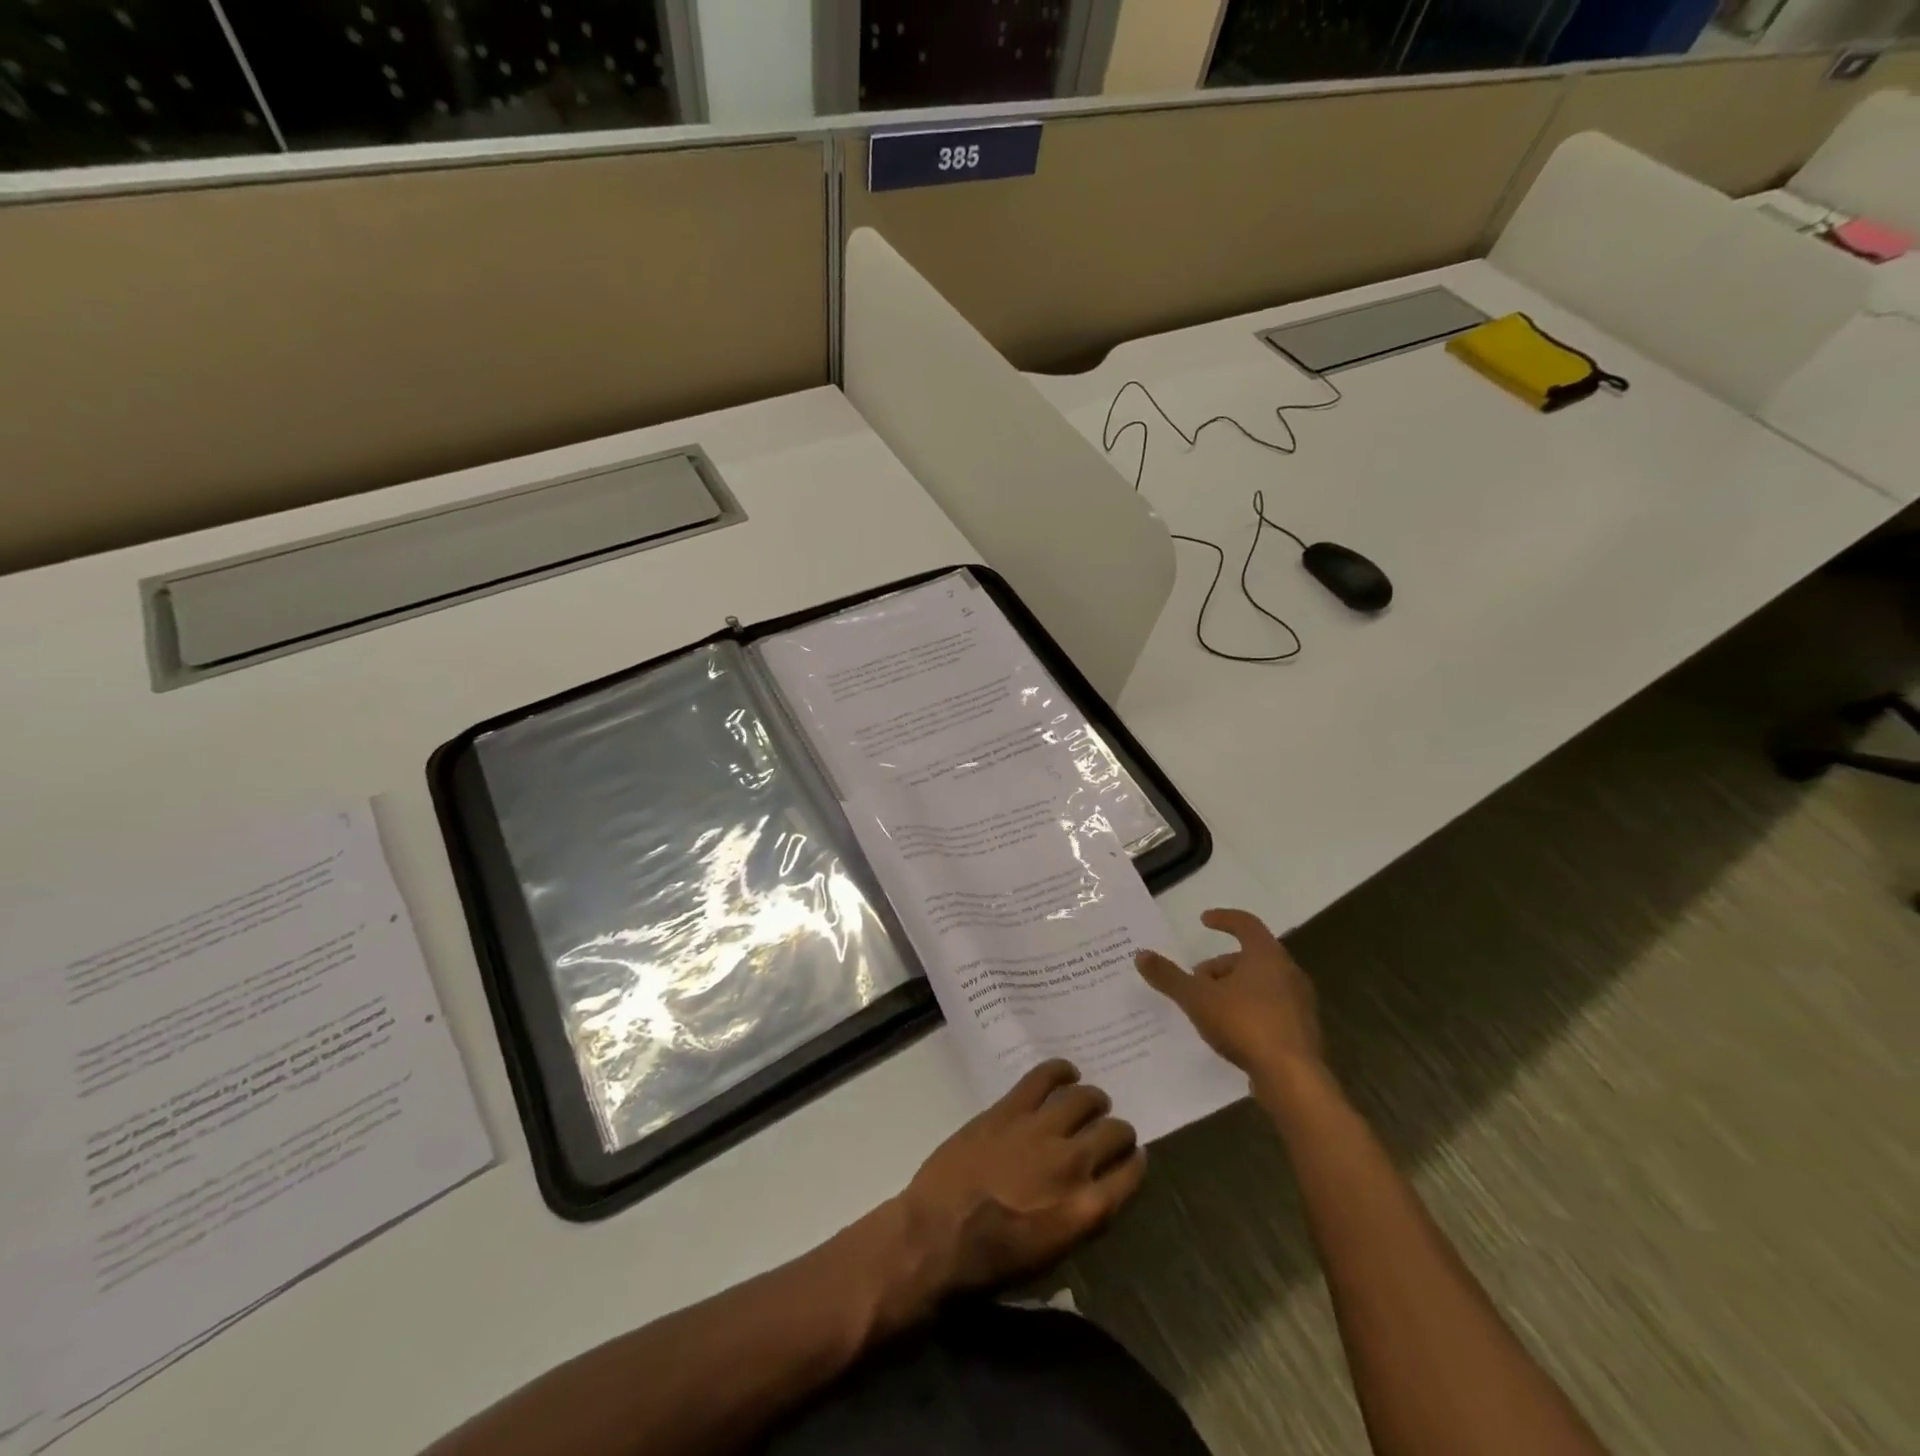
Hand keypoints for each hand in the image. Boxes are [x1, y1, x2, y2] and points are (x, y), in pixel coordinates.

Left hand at [896, 1060, 1144, 1302]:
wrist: (936, 1236)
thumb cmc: (990, 1264)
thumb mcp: (1049, 1260)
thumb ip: (1078, 1220)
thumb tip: (1091, 1194)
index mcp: (1085, 1211)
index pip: (1129, 1176)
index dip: (1135, 1163)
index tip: (1134, 1157)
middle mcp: (1072, 1165)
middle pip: (1113, 1133)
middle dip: (1119, 1131)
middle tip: (1112, 1130)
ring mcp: (1039, 1131)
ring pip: (1083, 1099)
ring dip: (1094, 1100)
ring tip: (1092, 1101)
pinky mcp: (1009, 1110)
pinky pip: (1043, 1077)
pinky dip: (1060, 1071)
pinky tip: (1066, 1073)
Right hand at [1135, 908, 1324, 1093]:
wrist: (1293, 1079)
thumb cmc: (1244, 1024)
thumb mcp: (1197, 998)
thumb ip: (1169, 976)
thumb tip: (1141, 954)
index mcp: (1266, 955)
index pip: (1246, 923)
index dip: (1224, 919)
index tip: (1204, 921)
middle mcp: (1288, 972)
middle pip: (1251, 957)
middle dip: (1220, 965)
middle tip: (1196, 980)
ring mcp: (1299, 1003)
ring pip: (1261, 984)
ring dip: (1234, 989)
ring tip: (1209, 1008)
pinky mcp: (1302, 1031)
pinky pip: (1270, 1009)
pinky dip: (1248, 1010)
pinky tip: (1230, 1032)